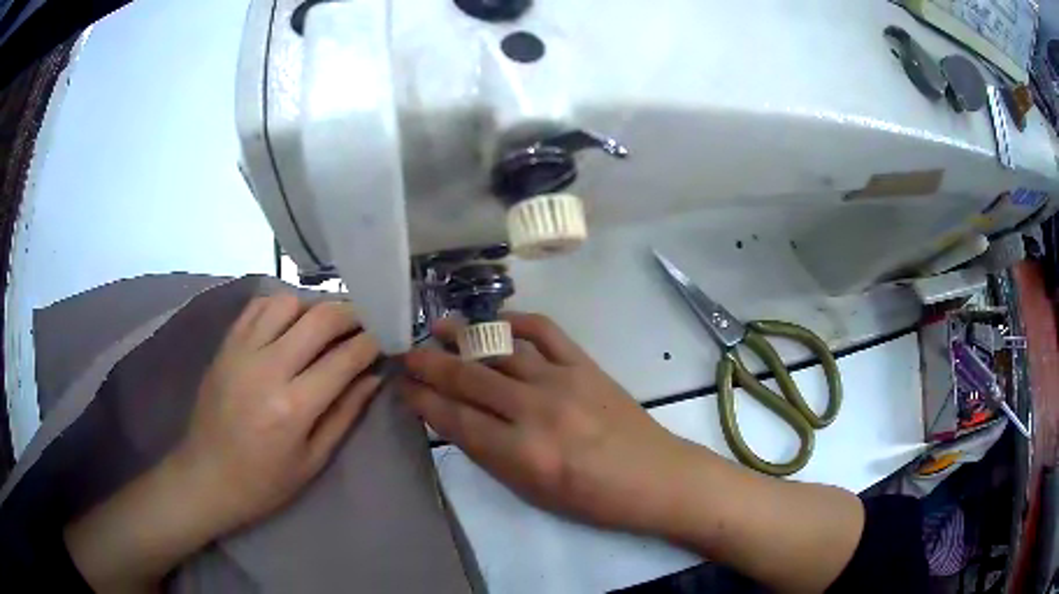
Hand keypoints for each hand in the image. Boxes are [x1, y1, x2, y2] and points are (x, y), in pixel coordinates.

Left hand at [65, 295, 383, 592]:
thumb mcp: (313, 460)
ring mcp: (241, 351)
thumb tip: (373, 377)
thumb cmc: (264, 482)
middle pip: (319, 318)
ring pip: (287, 302)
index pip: (344, 358)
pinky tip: (289, 323)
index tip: (386, 338)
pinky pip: (257, 307)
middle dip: (351, 313)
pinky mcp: (225, 346)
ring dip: (313, 307)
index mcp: (294, 407)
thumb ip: (345, 413)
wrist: (206, 476)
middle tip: (364, 322)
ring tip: (324, 326)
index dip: (372, 342)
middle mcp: (267, 368)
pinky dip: (280, 306)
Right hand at [400, 313, 700, 533]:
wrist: (653, 477)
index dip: (423, 400)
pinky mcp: (586, 364)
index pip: (456, 419)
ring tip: (439, 327)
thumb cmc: (592, 498)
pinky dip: (517, 321)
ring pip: (500, 350)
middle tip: (407, 354)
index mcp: (522, 454)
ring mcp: (562, 381)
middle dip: (429, 364)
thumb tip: (456, 419)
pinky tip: (498, 321)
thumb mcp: (532, 490)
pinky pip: (545, 331)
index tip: (403, 386)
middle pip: (469, 378)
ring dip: (464, 336)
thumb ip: (491, 454)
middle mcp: (536, 411)